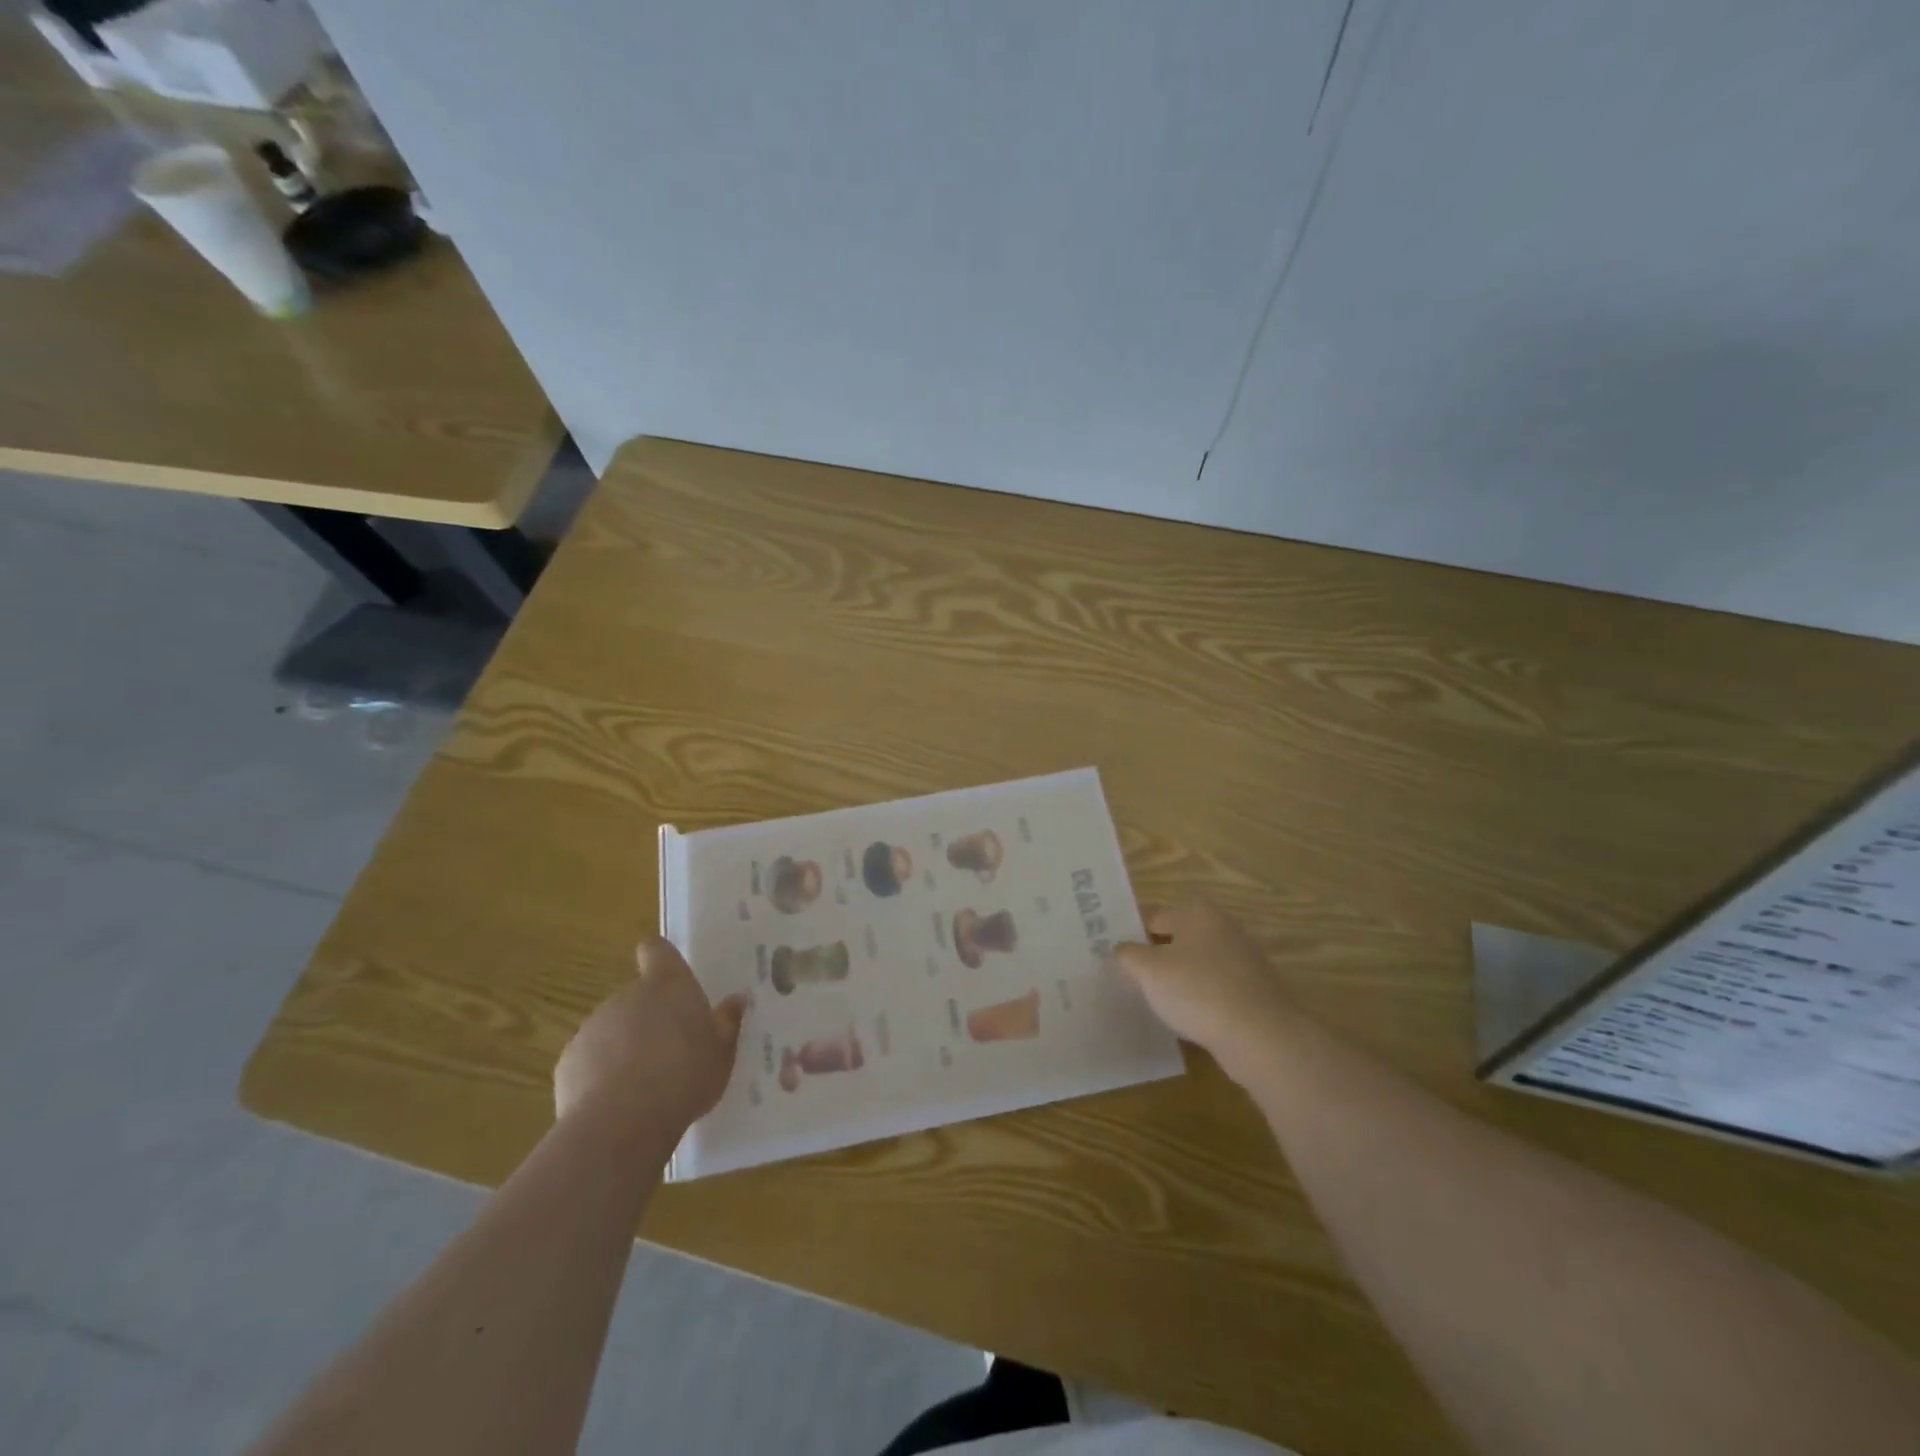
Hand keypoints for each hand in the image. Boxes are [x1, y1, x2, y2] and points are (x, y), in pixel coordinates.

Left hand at [554, 938, 748, 1137]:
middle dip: (651, 1018)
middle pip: (638, 996)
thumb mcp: (722, 1054)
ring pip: (614, 1029)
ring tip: (646, 1085)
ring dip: (626, 1047)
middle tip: (671, 1051)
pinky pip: (591, 1061)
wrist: (619, 1124)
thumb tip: (736, 1000)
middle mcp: (627, 996)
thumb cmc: (683, 1077)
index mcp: (668, 986)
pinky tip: (617, 1105)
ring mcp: (593, 1027)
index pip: (656, 949)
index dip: (660, 958)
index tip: (669, 975)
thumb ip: (727, 1023)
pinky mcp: (568, 1062)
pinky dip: (602, 1075)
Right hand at [1112, 901, 1293, 1073]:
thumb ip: (1128, 955)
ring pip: (1196, 964)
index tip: (1116, 960)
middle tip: (1131, 980)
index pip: (1152, 917)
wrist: (1262, 1037)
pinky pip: (1215, 987)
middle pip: (1176, 938)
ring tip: (1155, 1002)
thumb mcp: (1149, 971)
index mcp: (1197, 912)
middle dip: (1155, 957)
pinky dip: (1200, 998)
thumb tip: (1122, 949)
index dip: (1131, 937)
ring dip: (1178, 979)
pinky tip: (1187, 1018)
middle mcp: (1223, 926)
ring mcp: (1243, 958)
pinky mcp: (1254, 989)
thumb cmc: (1198, 991)